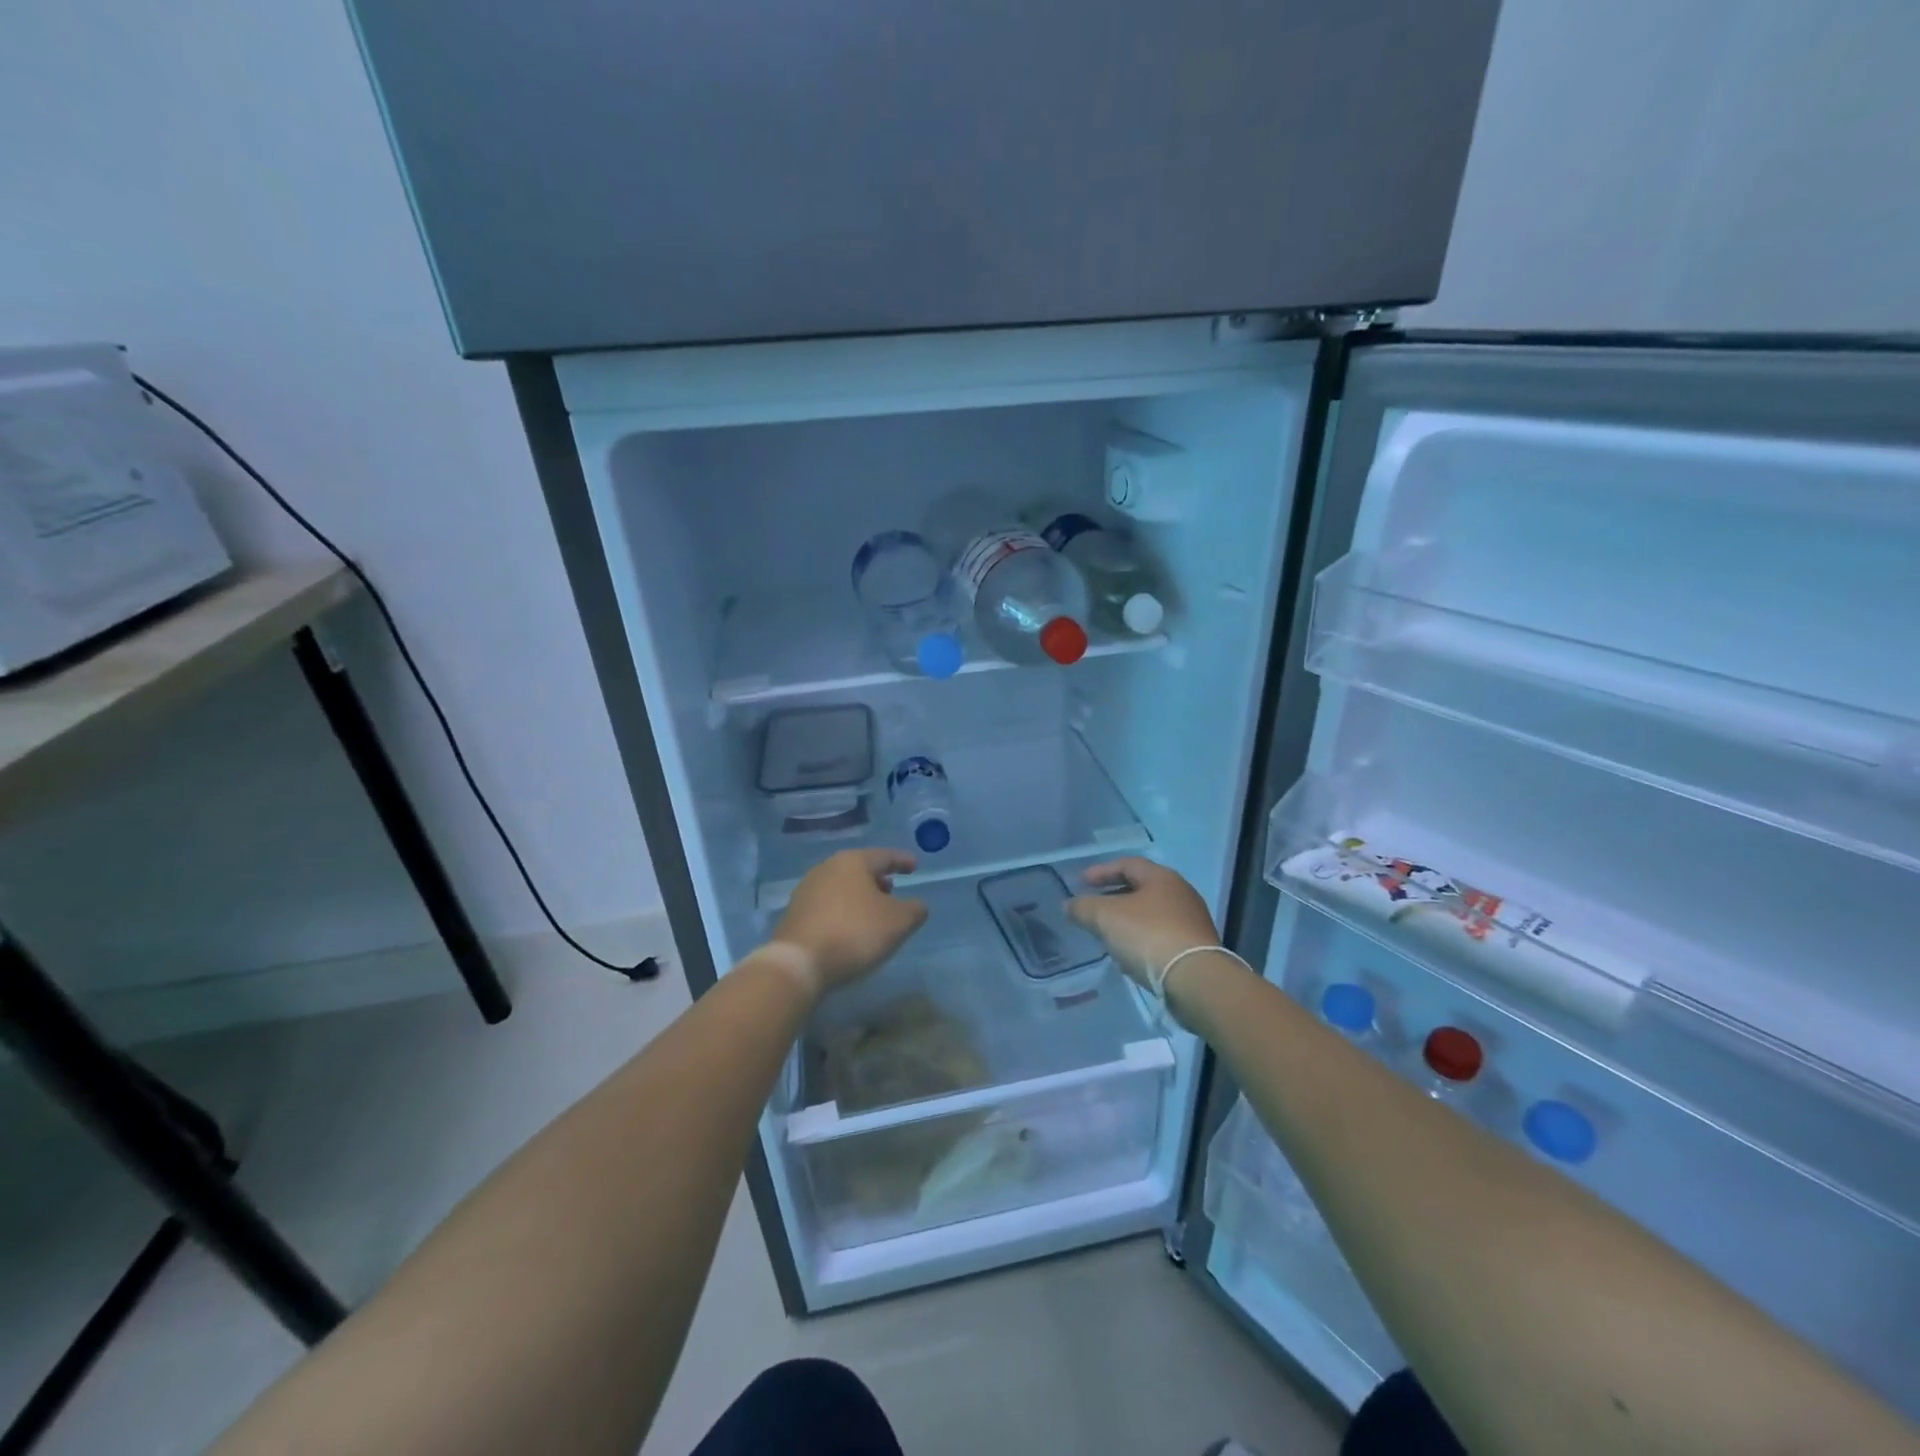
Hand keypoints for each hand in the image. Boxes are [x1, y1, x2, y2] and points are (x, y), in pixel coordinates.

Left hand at [768, 848, 928, 995]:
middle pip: (859, 868)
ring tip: (872, 912)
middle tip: (893, 890)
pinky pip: (828, 905)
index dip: (902, 861)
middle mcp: (827, 868)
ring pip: (841, 886)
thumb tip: (916, 905)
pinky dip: (843, 910)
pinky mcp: (795, 913)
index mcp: (853, 862)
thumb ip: (914, 909)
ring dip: (859, 896)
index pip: (884, 856)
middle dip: (878, 879)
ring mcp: (807, 890)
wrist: (798, 963)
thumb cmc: (854, 933)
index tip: (914, 867)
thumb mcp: (898, 922)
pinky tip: (849, 928)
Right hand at [1067, 858, 1221, 990]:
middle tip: (1092, 908)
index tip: (1080, 883)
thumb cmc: (1148, 936)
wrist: (1195, 980)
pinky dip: (1141, 940)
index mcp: (1162, 878)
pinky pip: (1161, 936)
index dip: (1101, 871)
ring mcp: (1192, 922)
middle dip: (1113, 897)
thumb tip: (1069, 905)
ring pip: (1150, 915)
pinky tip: (1128, 956)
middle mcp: (1181, 894)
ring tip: (1106, 934)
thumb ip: (1083, 907)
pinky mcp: (1196, 949)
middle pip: (1140, 889)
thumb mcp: (1105, 917)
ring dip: (1126, 921)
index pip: (1127, 864)